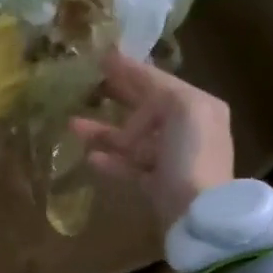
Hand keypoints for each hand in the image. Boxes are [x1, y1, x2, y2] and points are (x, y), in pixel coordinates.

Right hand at [71, 52, 234, 227]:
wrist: (199, 214)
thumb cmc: (192, 156)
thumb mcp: (183, 109)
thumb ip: (158, 94)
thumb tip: (132, 115)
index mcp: (198, 106)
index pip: (159, 82)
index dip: (130, 70)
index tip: (102, 57)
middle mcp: (187, 130)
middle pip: (146, 109)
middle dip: (117, 97)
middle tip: (89, 86)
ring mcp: (172, 160)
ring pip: (133, 140)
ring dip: (104, 132)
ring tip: (73, 125)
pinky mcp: (159, 186)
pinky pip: (130, 168)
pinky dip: (111, 161)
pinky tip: (90, 157)